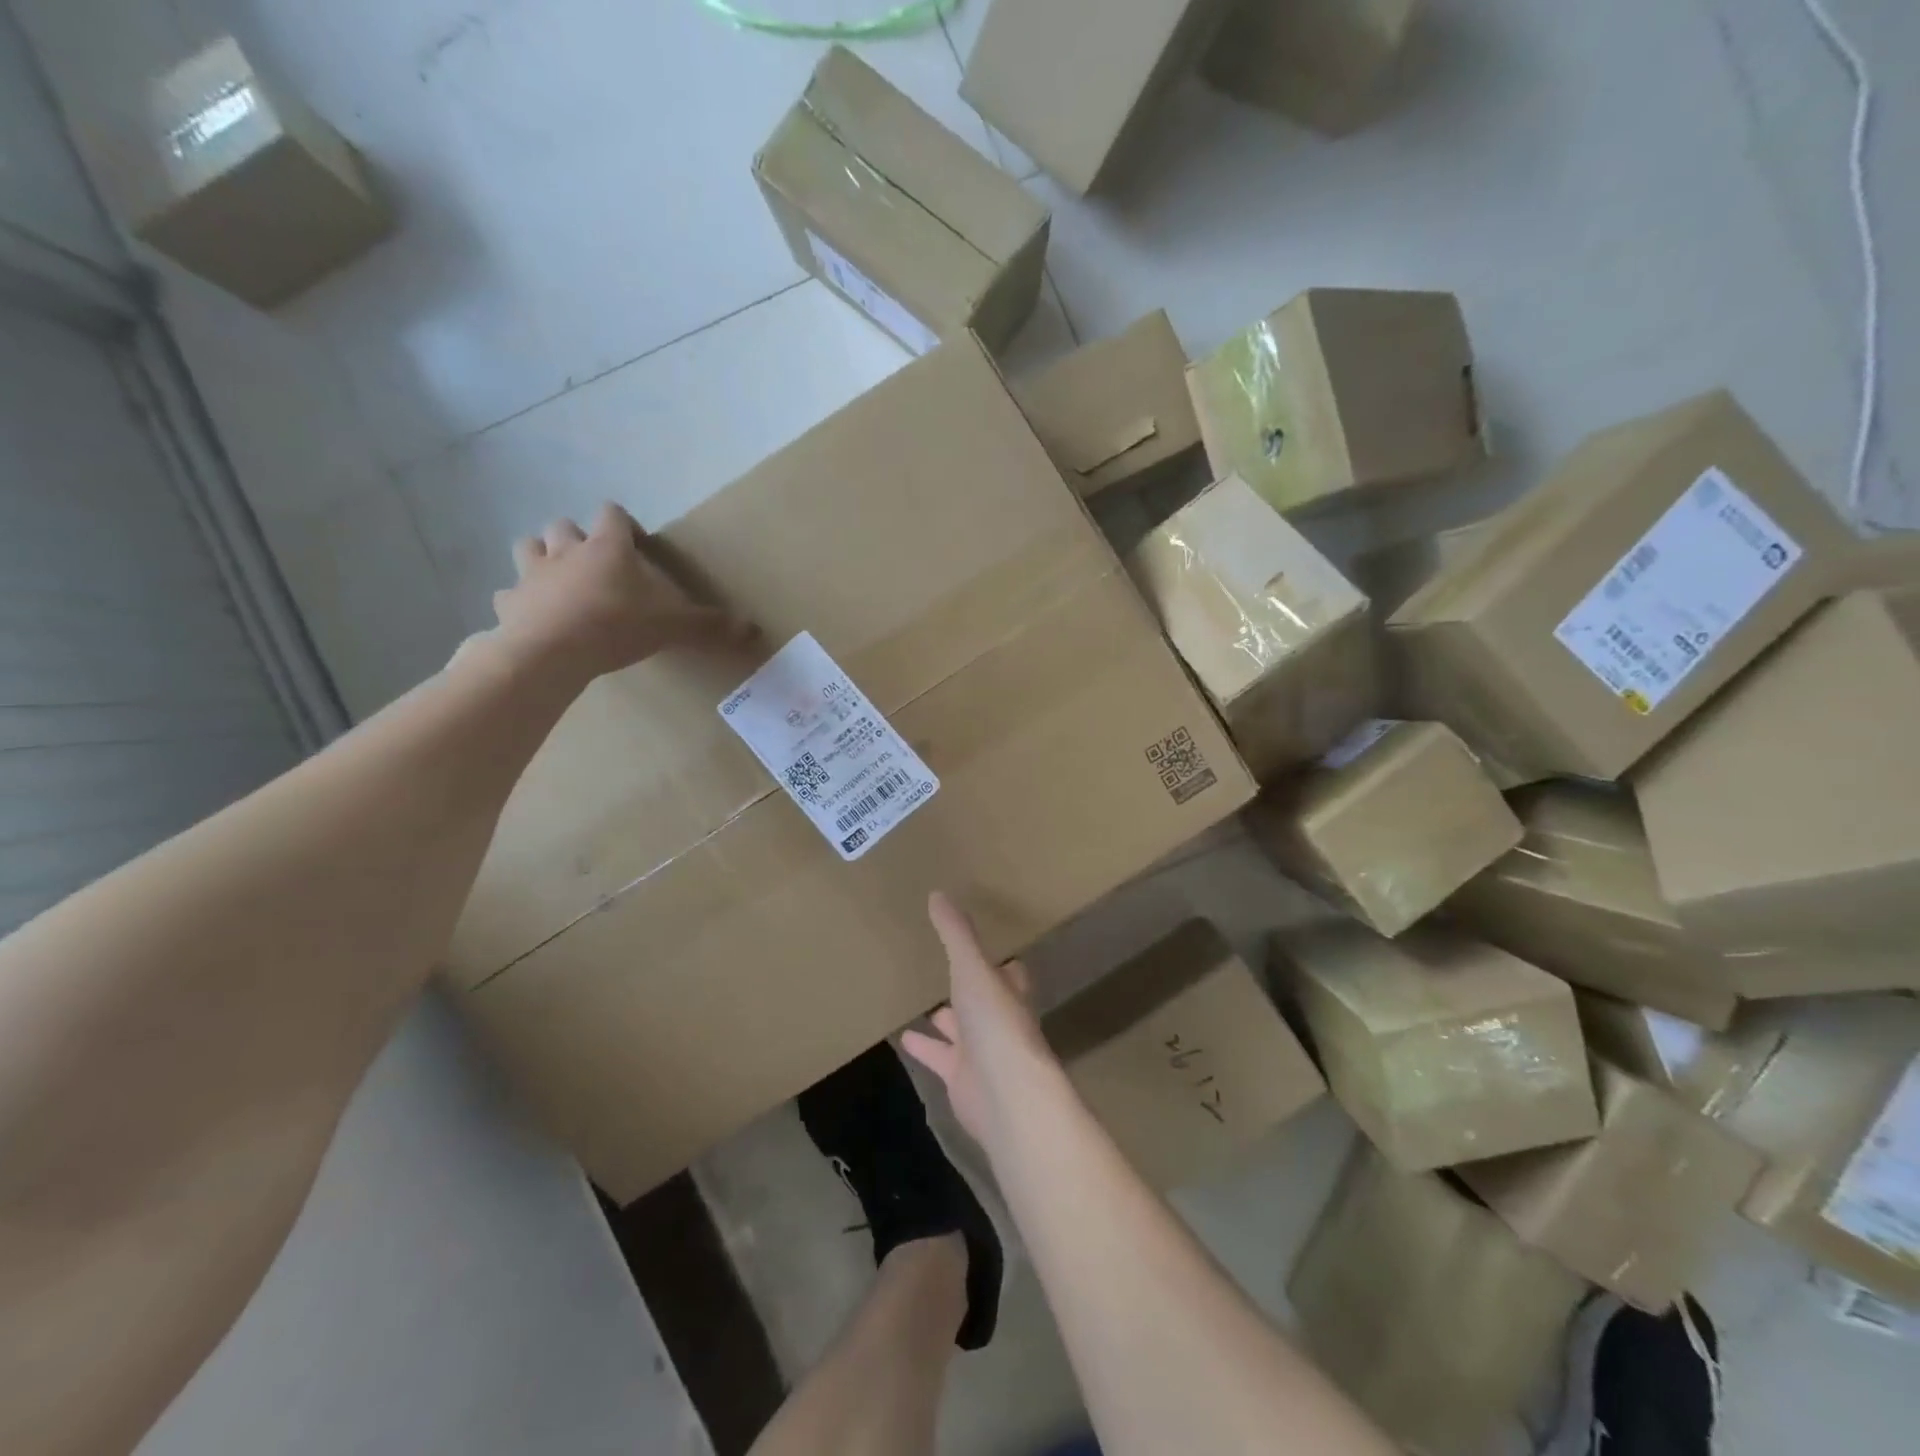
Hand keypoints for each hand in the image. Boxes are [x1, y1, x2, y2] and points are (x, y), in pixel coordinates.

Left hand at [493, 503, 749, 681]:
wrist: (552, 652)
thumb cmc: (616, 626)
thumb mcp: (672, 626)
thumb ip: (709, 625)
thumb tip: (754, 629)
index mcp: (607, 547)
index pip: (612, 514)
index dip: (623, 523)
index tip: (635, 543)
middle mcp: (566, 550)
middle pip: (564, 526)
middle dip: (576, 538)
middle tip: (594, 564)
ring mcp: (532, 574)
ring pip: (528, 547)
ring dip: (541, 557)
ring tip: (558, 580)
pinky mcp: (508, 602)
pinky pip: (508, 595)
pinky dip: (519, 601)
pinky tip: (531, 616)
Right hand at [901, 893, 1057, 1147]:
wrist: (1005, 1095)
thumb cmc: (996, 1023)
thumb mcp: (973, 968)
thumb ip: (956, 934)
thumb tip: (938, 893)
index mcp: (1009, 992)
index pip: (1008, 970)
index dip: (998, 959)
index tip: (982, 944)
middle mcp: (999, 1020)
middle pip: (983, 1000)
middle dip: (969, 987)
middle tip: (946, 967)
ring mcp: (981, 1052)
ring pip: (961, 1029)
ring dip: (945, 1018)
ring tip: (921, 1001)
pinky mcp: (961, 1079)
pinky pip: (939, 1057)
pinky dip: (924, 1047)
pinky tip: (903, 1037)